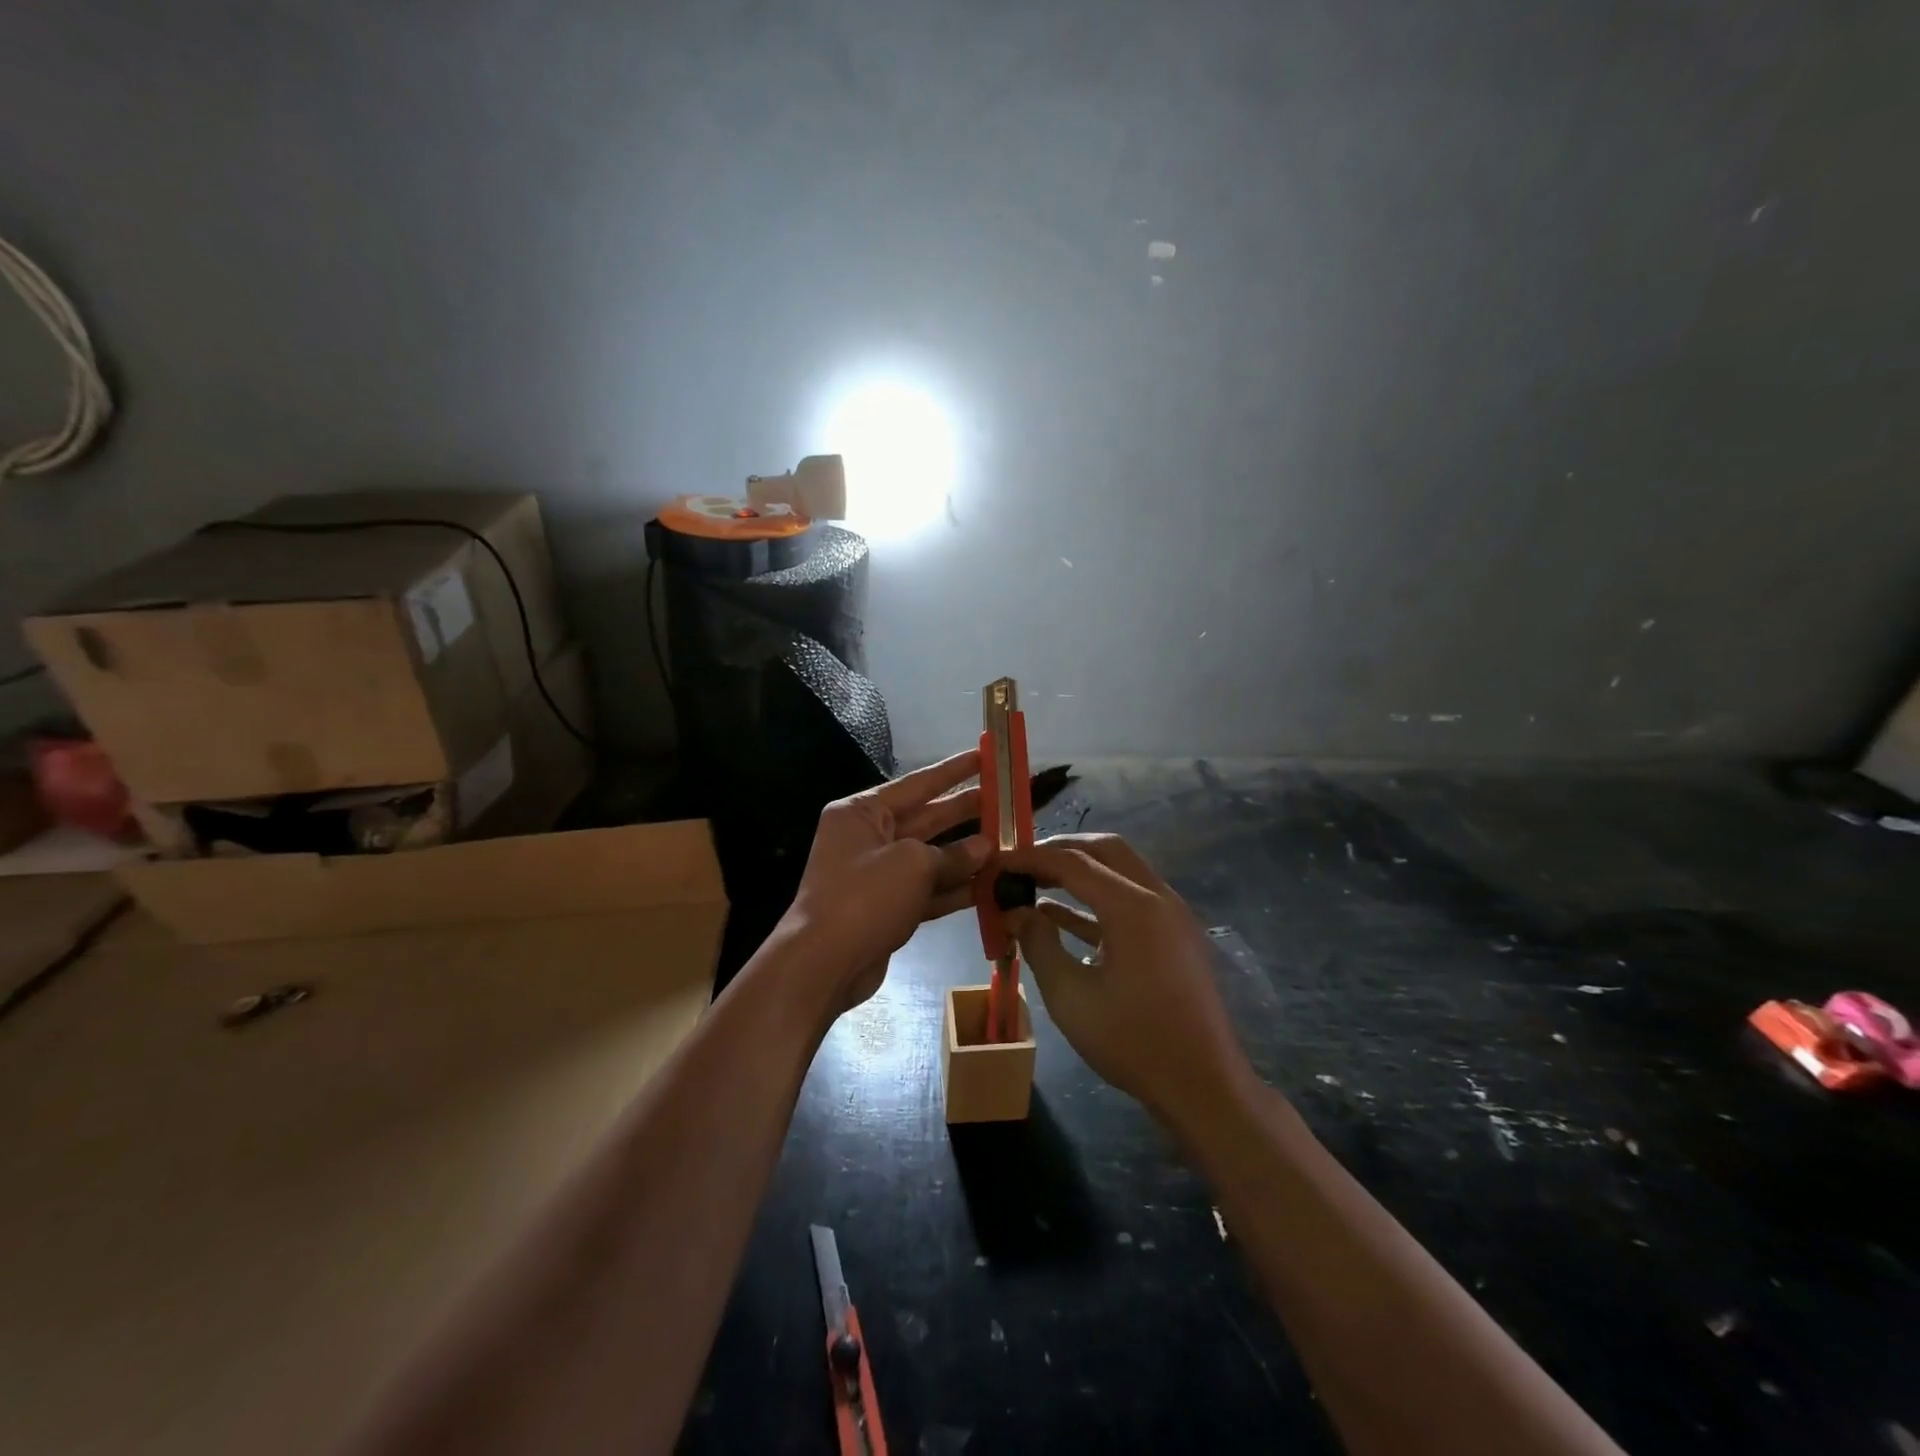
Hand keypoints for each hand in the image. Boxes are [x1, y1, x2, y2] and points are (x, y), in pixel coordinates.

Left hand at [786, 750, 989, 1009]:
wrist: (823, 964)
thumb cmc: (864, 897)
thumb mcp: (913, 865)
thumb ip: (953, 854)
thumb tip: (985, 848)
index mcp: (862, 812)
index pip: (917, 784)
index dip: (954, 771)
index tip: (985, 757)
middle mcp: (868, 838)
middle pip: (926, 819)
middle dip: (966, 812)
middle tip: (1008, 801)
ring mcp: (878, 875)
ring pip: (931, 857)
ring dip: (967, 854)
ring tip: (1010, 843)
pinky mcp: (888, 908)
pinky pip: (928, 890)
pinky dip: (956, 888)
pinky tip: (991, 885)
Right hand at [1002, 833, 1255, 1125]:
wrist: (1203, 1086)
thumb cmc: (1132, 1041)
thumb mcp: (1070, 996)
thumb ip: (1039, 943)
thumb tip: (1015, 911)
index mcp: (1133, 906)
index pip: (1073, 862)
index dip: (1031, 859)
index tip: (998, 863)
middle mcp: (1158, 897)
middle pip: (1104, 850)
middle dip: (1060, 851)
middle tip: (1021, 865)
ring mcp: (1172, 916)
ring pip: (1121, 871)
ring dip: (1080, 872)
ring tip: (1035, 886)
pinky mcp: (1175, 937)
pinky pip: (1132, 900)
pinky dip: (1097, 899)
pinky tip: (1060, 917)